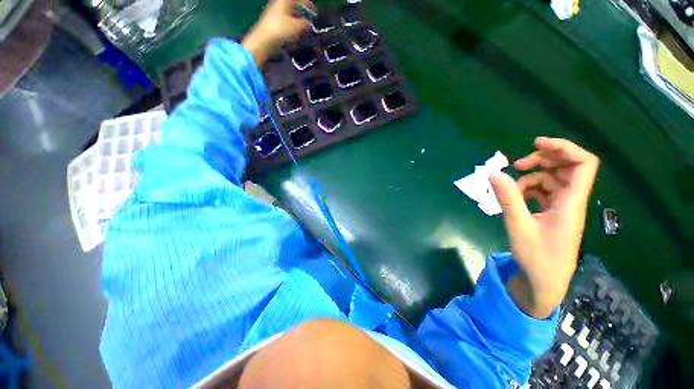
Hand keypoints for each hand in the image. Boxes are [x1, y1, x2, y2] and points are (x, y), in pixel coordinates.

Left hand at [243, 0, 313, 65]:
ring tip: (305, 24)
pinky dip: (292, 21)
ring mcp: (275, 11)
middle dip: (302, 9)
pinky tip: (296, 29)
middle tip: (310, 16)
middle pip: (293, 4)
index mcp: (284, 0)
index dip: (307, 3)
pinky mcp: (273, 21)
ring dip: (298, 16)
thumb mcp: (296, 26)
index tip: (314, 10)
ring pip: (289, 11)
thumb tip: (309, 23)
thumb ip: (305, 23)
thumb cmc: (280, 29)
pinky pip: (285, 18)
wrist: (264, 39)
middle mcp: (279, 3)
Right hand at [489, 137, 598, 318]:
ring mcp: (562, 208)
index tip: (536, 143)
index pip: (582, 164)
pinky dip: (528, 190)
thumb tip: (493, 174)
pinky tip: (515, 198)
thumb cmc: (537, 258)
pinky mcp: (552, 214)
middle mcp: (571, 201)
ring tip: (510, 187)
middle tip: (516, 165)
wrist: (544, 283)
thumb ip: (508, 198)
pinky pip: (544, 193)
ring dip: (531, 177)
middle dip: (542, 160)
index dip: (563, 148)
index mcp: (571, 203)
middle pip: (567, 168)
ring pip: (552, 180)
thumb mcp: (518, 226)